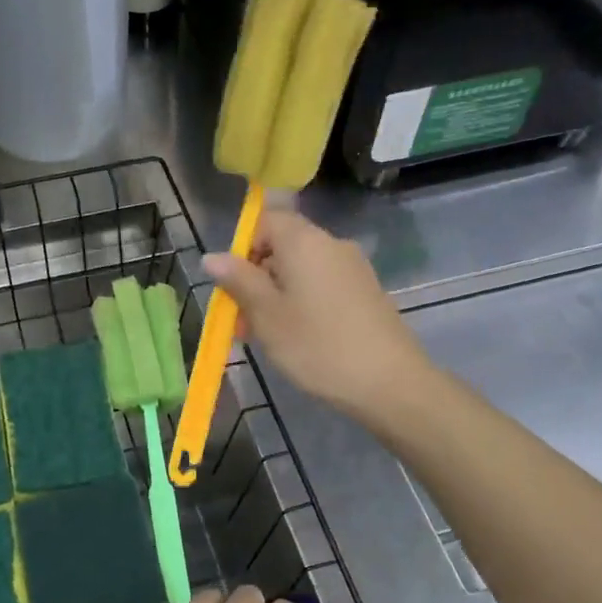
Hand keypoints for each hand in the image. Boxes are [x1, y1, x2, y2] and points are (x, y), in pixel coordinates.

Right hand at [204, 208, 429, 413]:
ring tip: (266, 337)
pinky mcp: (366, 292)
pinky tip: (299, 339)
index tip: (234, 286)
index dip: (243, 248)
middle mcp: (331, 244)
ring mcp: (353, 268)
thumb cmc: (317, 345)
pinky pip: (323, 286)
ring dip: (277, 295)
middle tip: (242, 321)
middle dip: (256, 278)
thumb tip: (212, 256)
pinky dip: (303, 303)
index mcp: (304, 241)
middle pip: (283, 246)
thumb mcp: (266, 315)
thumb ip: (238, 281)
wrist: (389, 382)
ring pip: (302, 271)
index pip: (265, 220)